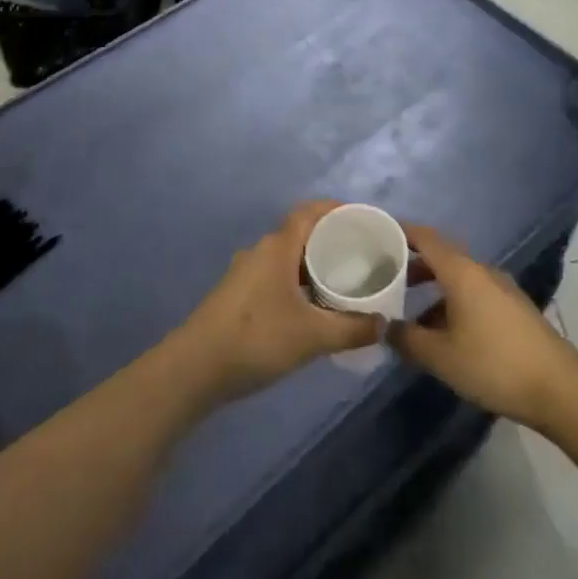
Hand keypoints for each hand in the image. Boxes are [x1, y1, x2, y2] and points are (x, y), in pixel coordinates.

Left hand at [173, 200, 381, 405]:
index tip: (363, 219)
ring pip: (288, 259)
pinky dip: (298, 284)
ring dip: (313, 266)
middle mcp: (261, 251)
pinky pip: (276, 277)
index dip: (336, 209)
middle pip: (301, 234)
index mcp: (277, 247)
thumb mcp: (311, 336)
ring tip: (343, 283)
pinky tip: (313, 309)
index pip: (309, 212)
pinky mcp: (237, 296)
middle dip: (330, 240)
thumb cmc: (256, 338)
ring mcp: (246, 274)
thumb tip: (382, 323)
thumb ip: (351, 329)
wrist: (194, 369)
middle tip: (362, 255)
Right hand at [388, 223, 577, 430]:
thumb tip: (385, 327)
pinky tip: (442, 330)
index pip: (425, 237)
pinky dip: (451, 300)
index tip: (377, 234)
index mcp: (461, 271)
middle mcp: (481, 270)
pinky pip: (472, 292)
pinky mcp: (512, 308)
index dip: (401, 232)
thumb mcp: (441, 356)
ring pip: (457, 277)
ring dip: (432, 286)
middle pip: (441, 255)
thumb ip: (407, 339)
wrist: (559, 388)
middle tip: (385, 275)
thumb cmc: (494, 364)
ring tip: (408, 308)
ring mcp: (500, 288)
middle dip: (412, 263)